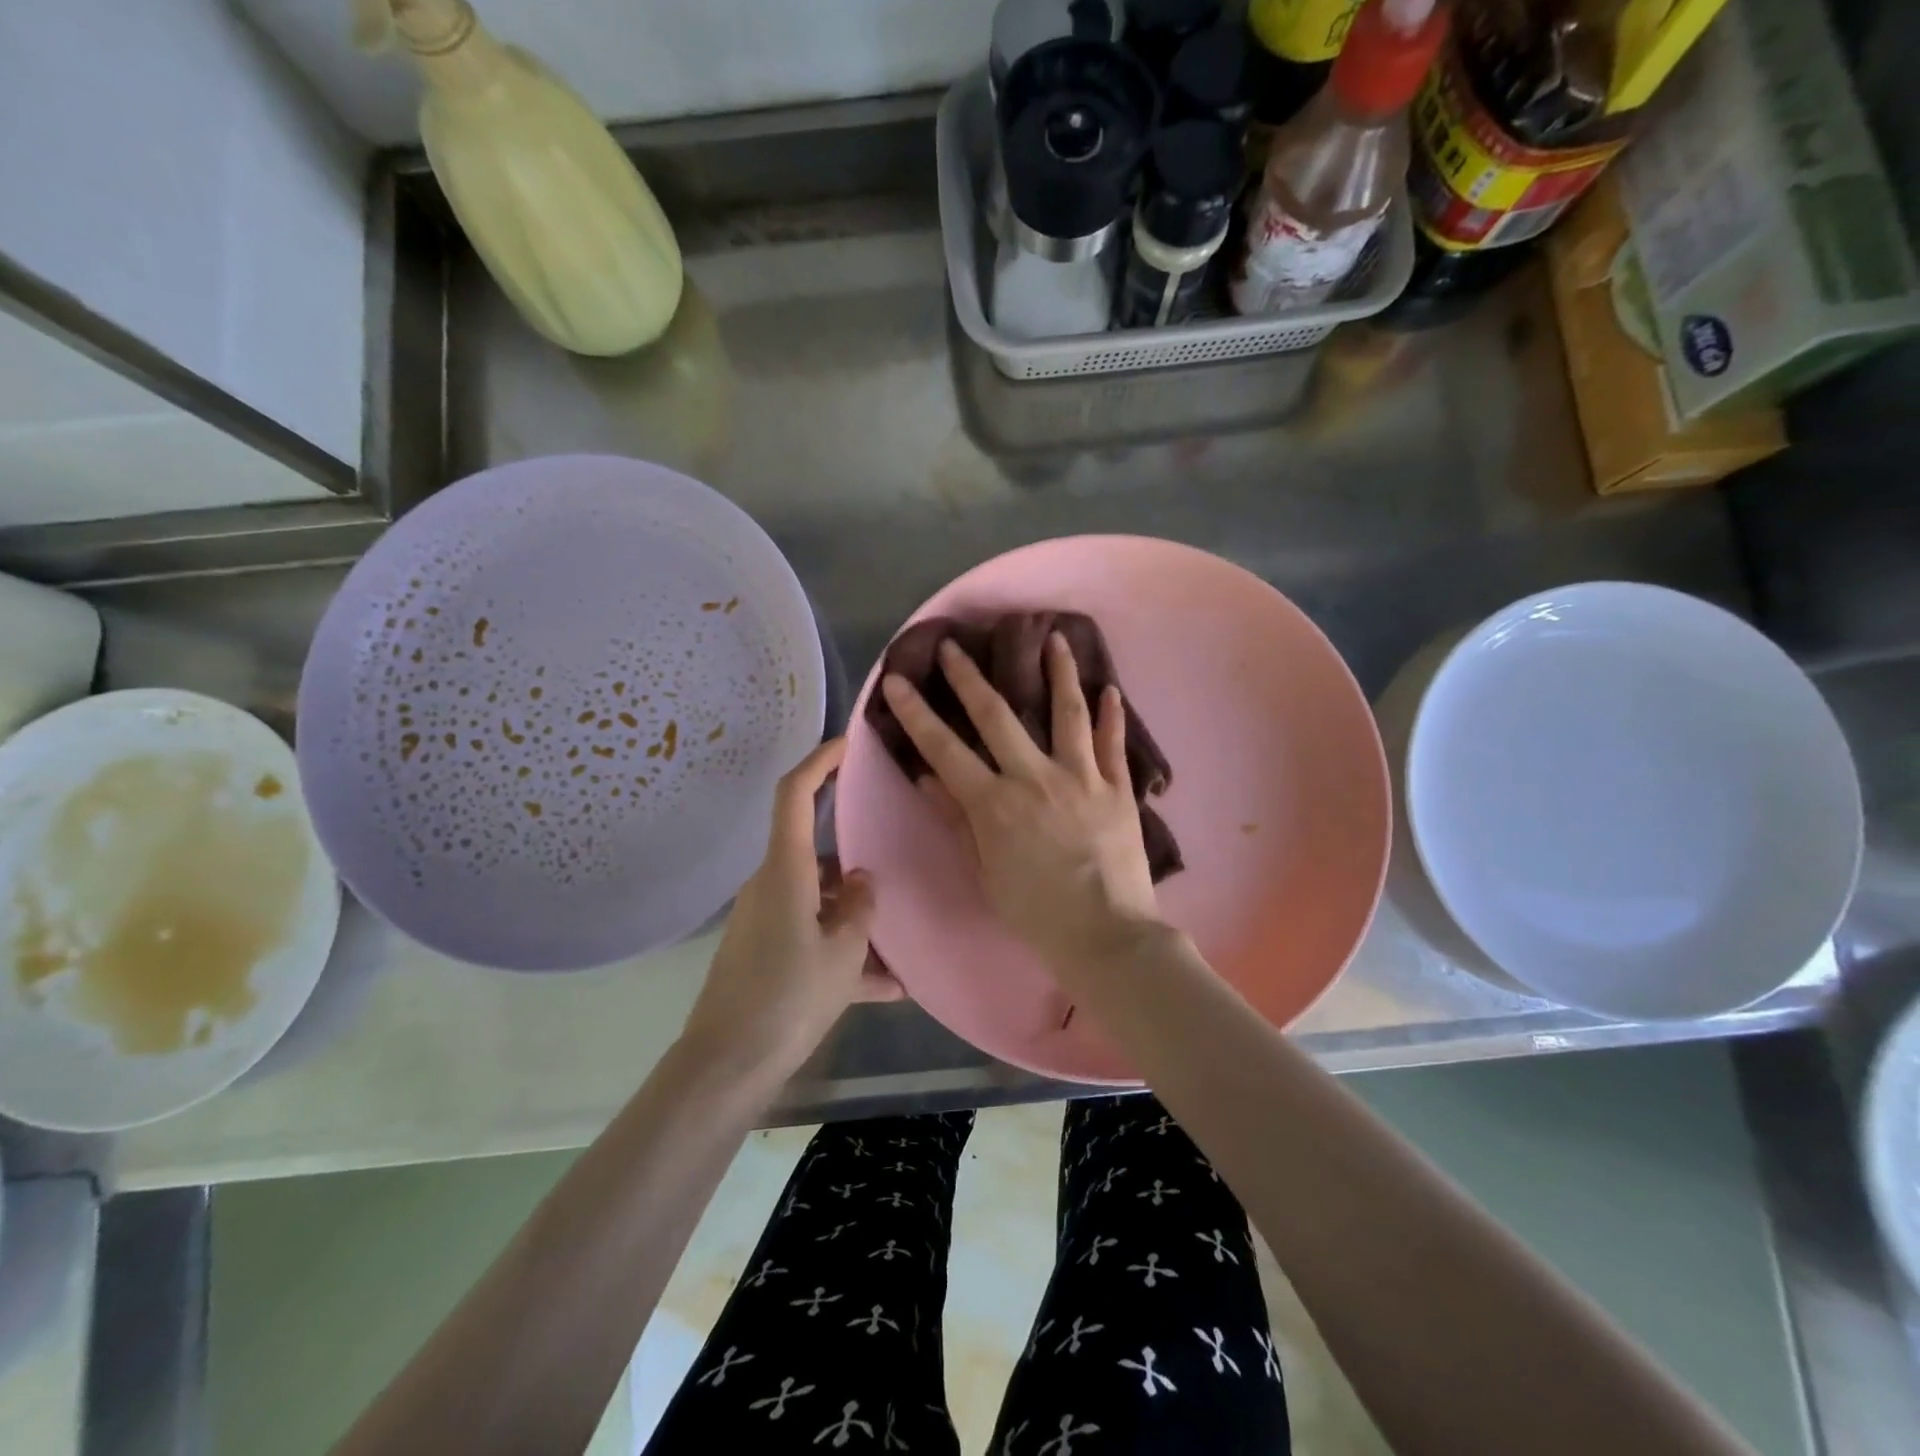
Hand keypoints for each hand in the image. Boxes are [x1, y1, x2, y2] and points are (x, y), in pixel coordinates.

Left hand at [681, 739, 902, 1081]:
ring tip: (900, 955)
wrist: (727, 1066)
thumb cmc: (788, 999)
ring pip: (821, 903)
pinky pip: (812, 938)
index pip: (794, 795)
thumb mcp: (843, 954)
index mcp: (785, 872)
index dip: (819, 762)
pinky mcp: (765, 952)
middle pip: (816, 856)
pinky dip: (843, 955)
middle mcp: (771, 886)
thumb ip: (860, 909)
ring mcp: (766, 920)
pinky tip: (885, 990)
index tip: (848, 744)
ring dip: (856, 922)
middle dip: (856, 865)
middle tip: (899, 871)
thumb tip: (862, 882)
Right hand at [878, 632, 1162, 969]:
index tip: (897, 680)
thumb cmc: (1035, 913)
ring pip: (1067, 713)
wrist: (1106, 935)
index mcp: (994, 804)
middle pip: (998, 716)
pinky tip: (1112, 690)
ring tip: (1056, 638)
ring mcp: (1081, 778)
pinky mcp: (1117, 789)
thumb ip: (958, 821)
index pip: (944, 749)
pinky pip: (1113, 745)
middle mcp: (1035, 778)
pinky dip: (1113, 717)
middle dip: (971, 677)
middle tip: (956, 644)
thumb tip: (929, 777)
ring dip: (1059, 673)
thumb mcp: (984, 872)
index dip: (917, 713)